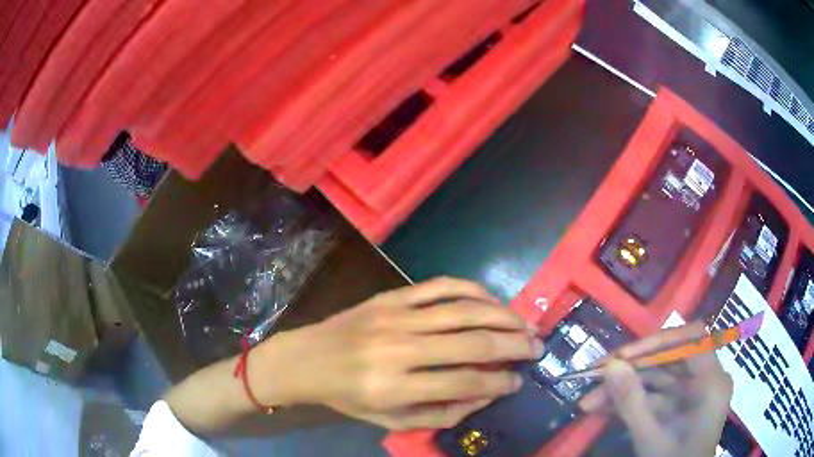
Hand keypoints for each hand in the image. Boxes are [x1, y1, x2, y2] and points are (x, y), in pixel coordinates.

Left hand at [256, 277, 543, 429]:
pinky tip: (492, 300)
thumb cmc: (347, 397)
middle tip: (537, 347)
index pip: (465, 382)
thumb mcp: (389, 421)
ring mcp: (395, 316)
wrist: (306, 359)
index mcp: (395, 387)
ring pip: (463, 309)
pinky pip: (440, 286)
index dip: (500, 383)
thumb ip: (440, 414)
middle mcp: (399, 348)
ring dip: (503, 315)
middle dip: (514, 345)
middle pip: (472, 342)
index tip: (519, 381)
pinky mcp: (391, 296)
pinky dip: (472, 290)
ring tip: (526, 324)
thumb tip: (485, 395)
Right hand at [580, 323, 732, 456]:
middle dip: (631, 369)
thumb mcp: (651, 438)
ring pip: (657, 379)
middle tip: (596, 376)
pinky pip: (655, 397)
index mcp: (711, 381)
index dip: (658, 341)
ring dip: (624, 389)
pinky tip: (602, 410)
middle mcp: (705, 380)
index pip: (691, 339)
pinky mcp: (679, 407)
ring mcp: (692, 394)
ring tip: (589, 402)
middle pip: (669, 359)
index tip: (623, 356)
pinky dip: (631, 402)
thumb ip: (632, 402)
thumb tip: (610, 366)